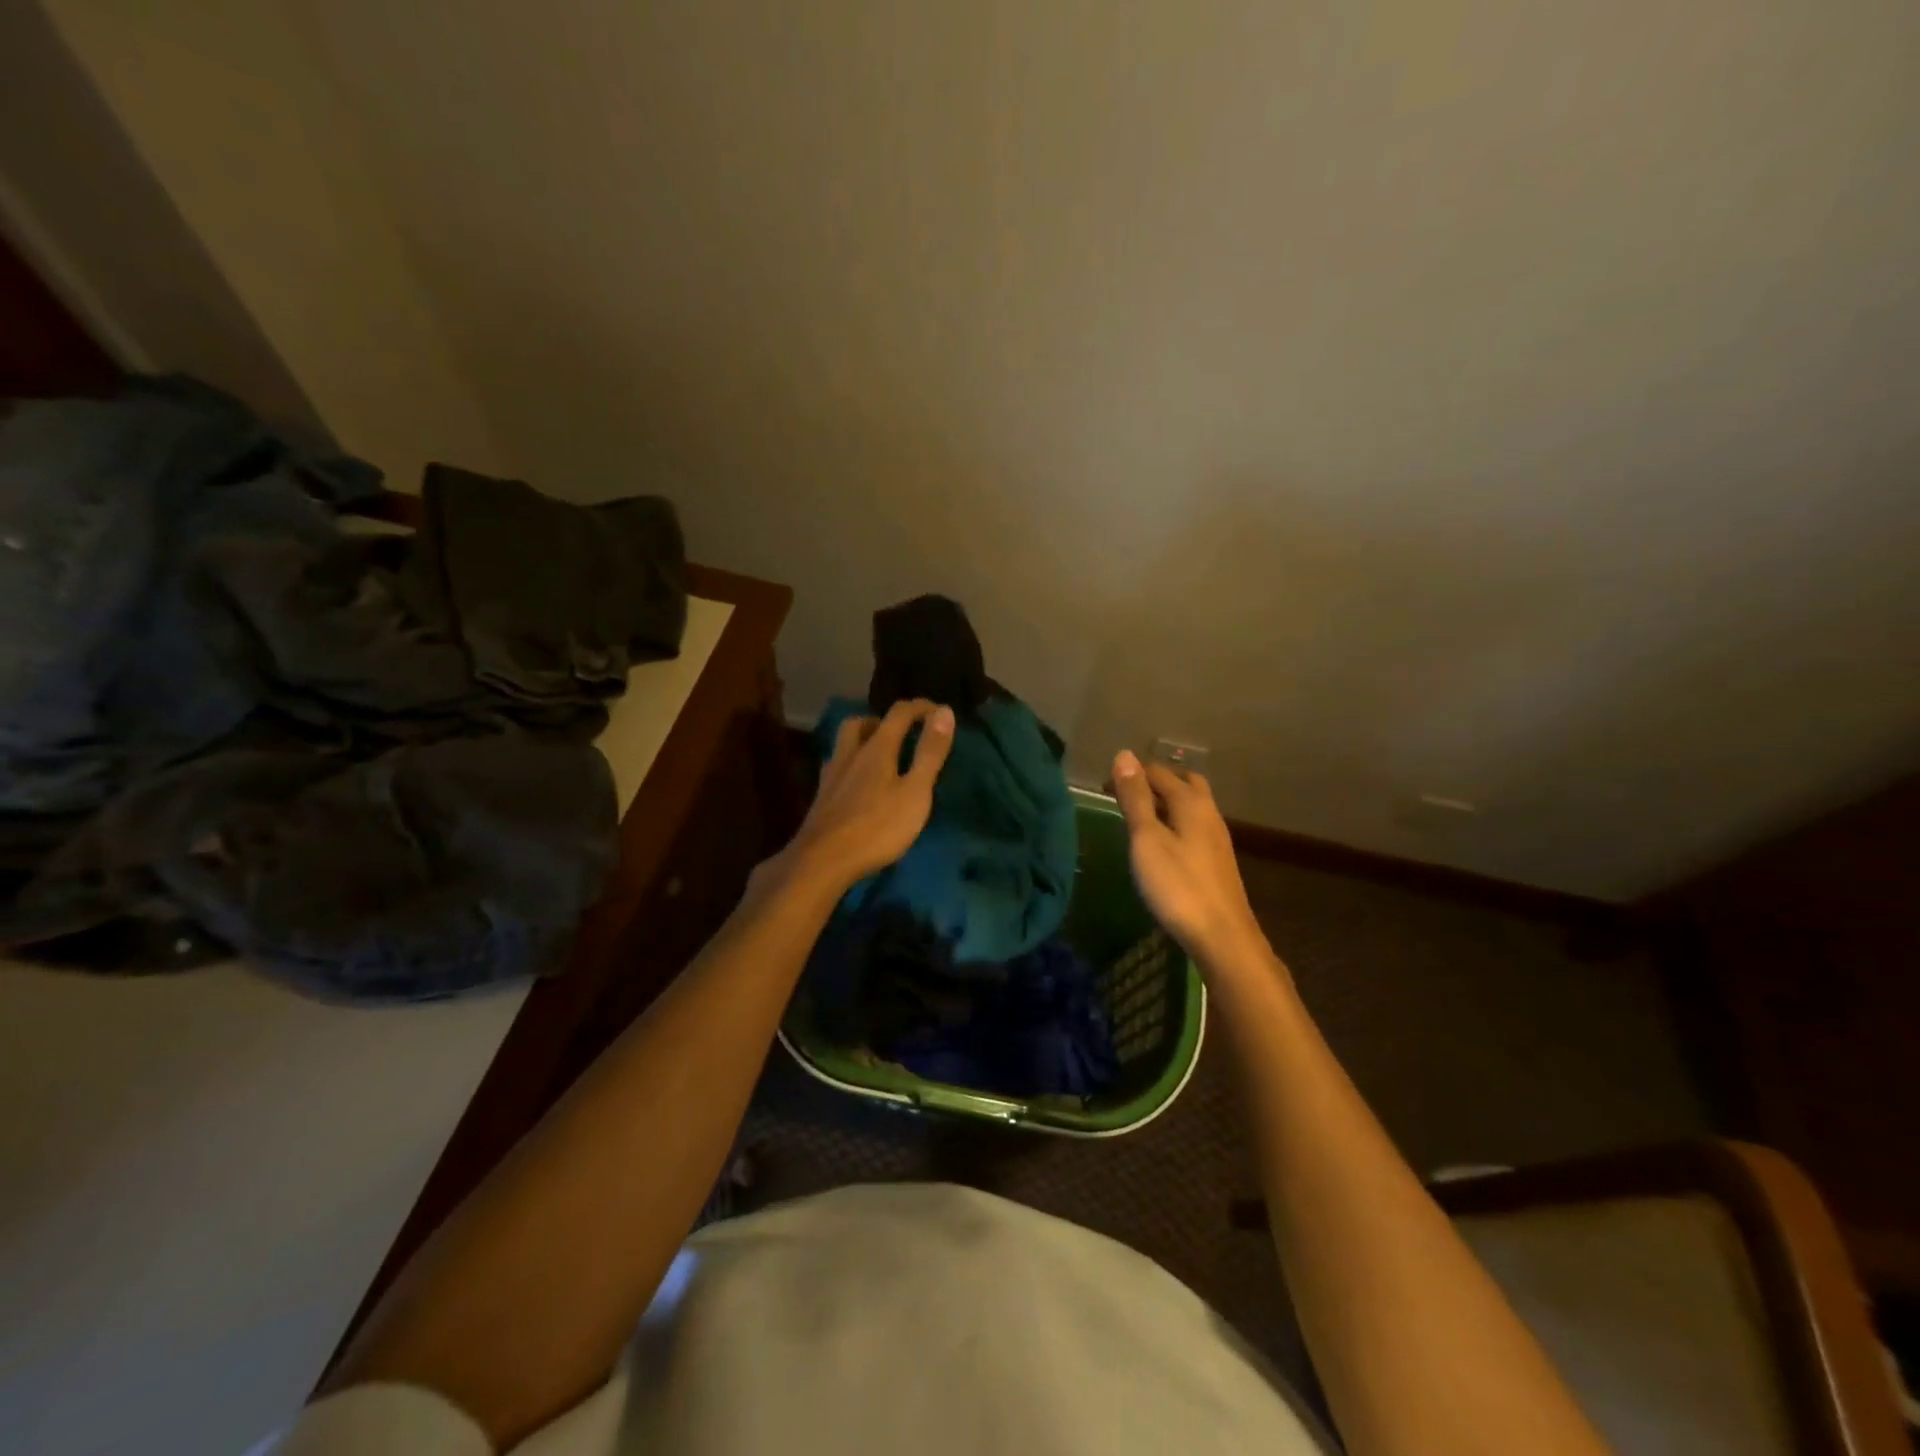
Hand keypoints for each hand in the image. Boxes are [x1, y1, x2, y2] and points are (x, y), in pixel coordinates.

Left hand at [782, 699, 955, 892]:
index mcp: (876, 748)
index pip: (899, 714)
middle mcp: (850, 754)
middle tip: (901, 733)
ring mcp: (831, 777)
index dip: (920, 707)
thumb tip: (944, 711)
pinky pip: (837, 769)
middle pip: (860, 724)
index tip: (939, 711)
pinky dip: (852, 766)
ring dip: (862, 741)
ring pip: (844, 745)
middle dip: (882, 721)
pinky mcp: (821, 799)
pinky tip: (859, 786)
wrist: (823, 861)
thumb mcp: (915, 791)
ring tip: (880, 757)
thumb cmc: (877, 827)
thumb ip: (929, 752)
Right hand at [1110, 750, 1267, 971]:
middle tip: (1125, 795)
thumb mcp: (1147, 839)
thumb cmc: (1178, 886)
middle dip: (1154, 782)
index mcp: (1191, 802)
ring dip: (1165, 803)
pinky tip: (1160, 845)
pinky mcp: (1217, 861)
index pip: (1158, 772)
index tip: (1104, 786)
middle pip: (1183, 783)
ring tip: (1137, 818)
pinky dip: (1173, 823)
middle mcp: (1208, 813)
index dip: (1131, 773)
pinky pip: (1193, 827)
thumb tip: (1124, 754)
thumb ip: (1136, 798)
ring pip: (1190, 806)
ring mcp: (1216, 838)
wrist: (1222, 937)